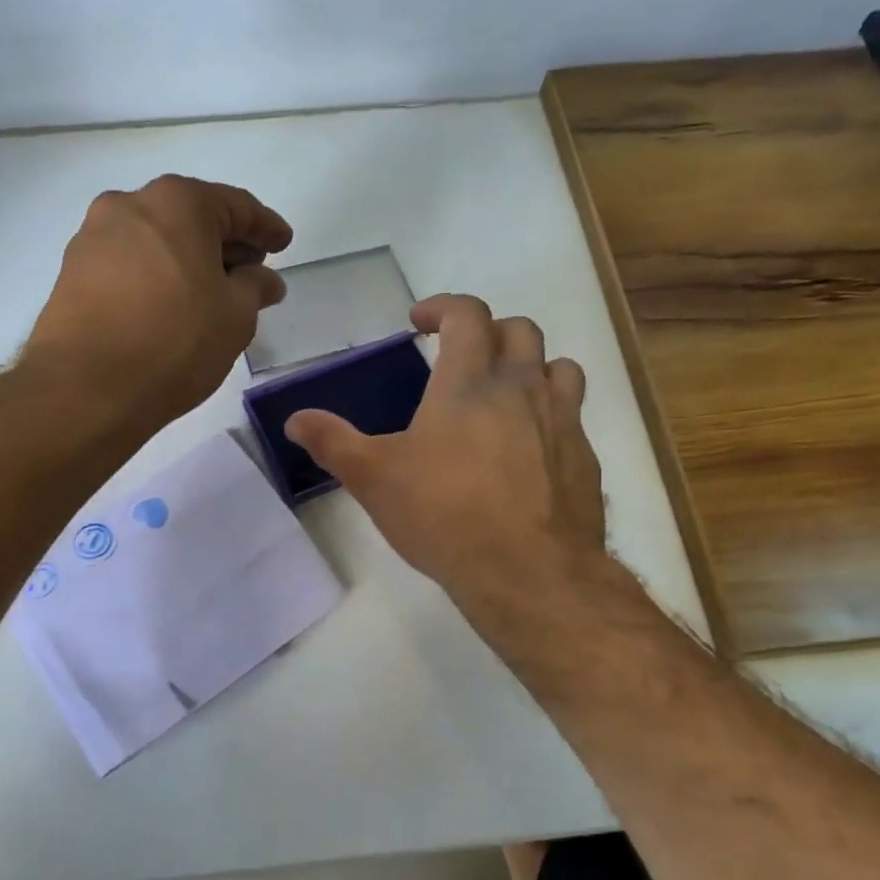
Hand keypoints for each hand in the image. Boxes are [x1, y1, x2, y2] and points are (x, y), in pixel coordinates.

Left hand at [25, 175, 292, 429]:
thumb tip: (264, 279)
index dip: (265, 226)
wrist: (86, 388)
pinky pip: (129, 264)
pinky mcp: (72, 273)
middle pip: (191, 217)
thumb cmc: (175, 342)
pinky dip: (156, 277)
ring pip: (156, 240)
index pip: (235, 206)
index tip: (283, 244)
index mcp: (177, 203)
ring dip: (187, 260)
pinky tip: (169, 307)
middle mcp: (129, 205)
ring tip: (210, 295)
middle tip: (250, 272)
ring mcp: (93, 237)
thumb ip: (255, 287)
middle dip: (224, 243)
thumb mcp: (235, 317)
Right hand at [284, 295, 608, 618]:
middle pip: (519, 331)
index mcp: (469, 382)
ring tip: (506, 393)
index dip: (443, 307)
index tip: (420, 321)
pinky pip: (573, 418)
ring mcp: (563, 421)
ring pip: (559, 368)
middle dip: (489, 332)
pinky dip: (552, 416)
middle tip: (463, 357)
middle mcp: (523, 387)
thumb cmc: (444, 515)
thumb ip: (333, 442)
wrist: (528, 572)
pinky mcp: (584, 458)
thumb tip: (295, 420)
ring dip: (531, 367)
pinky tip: (529, 452)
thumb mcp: (374, 479)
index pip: (467, 315)